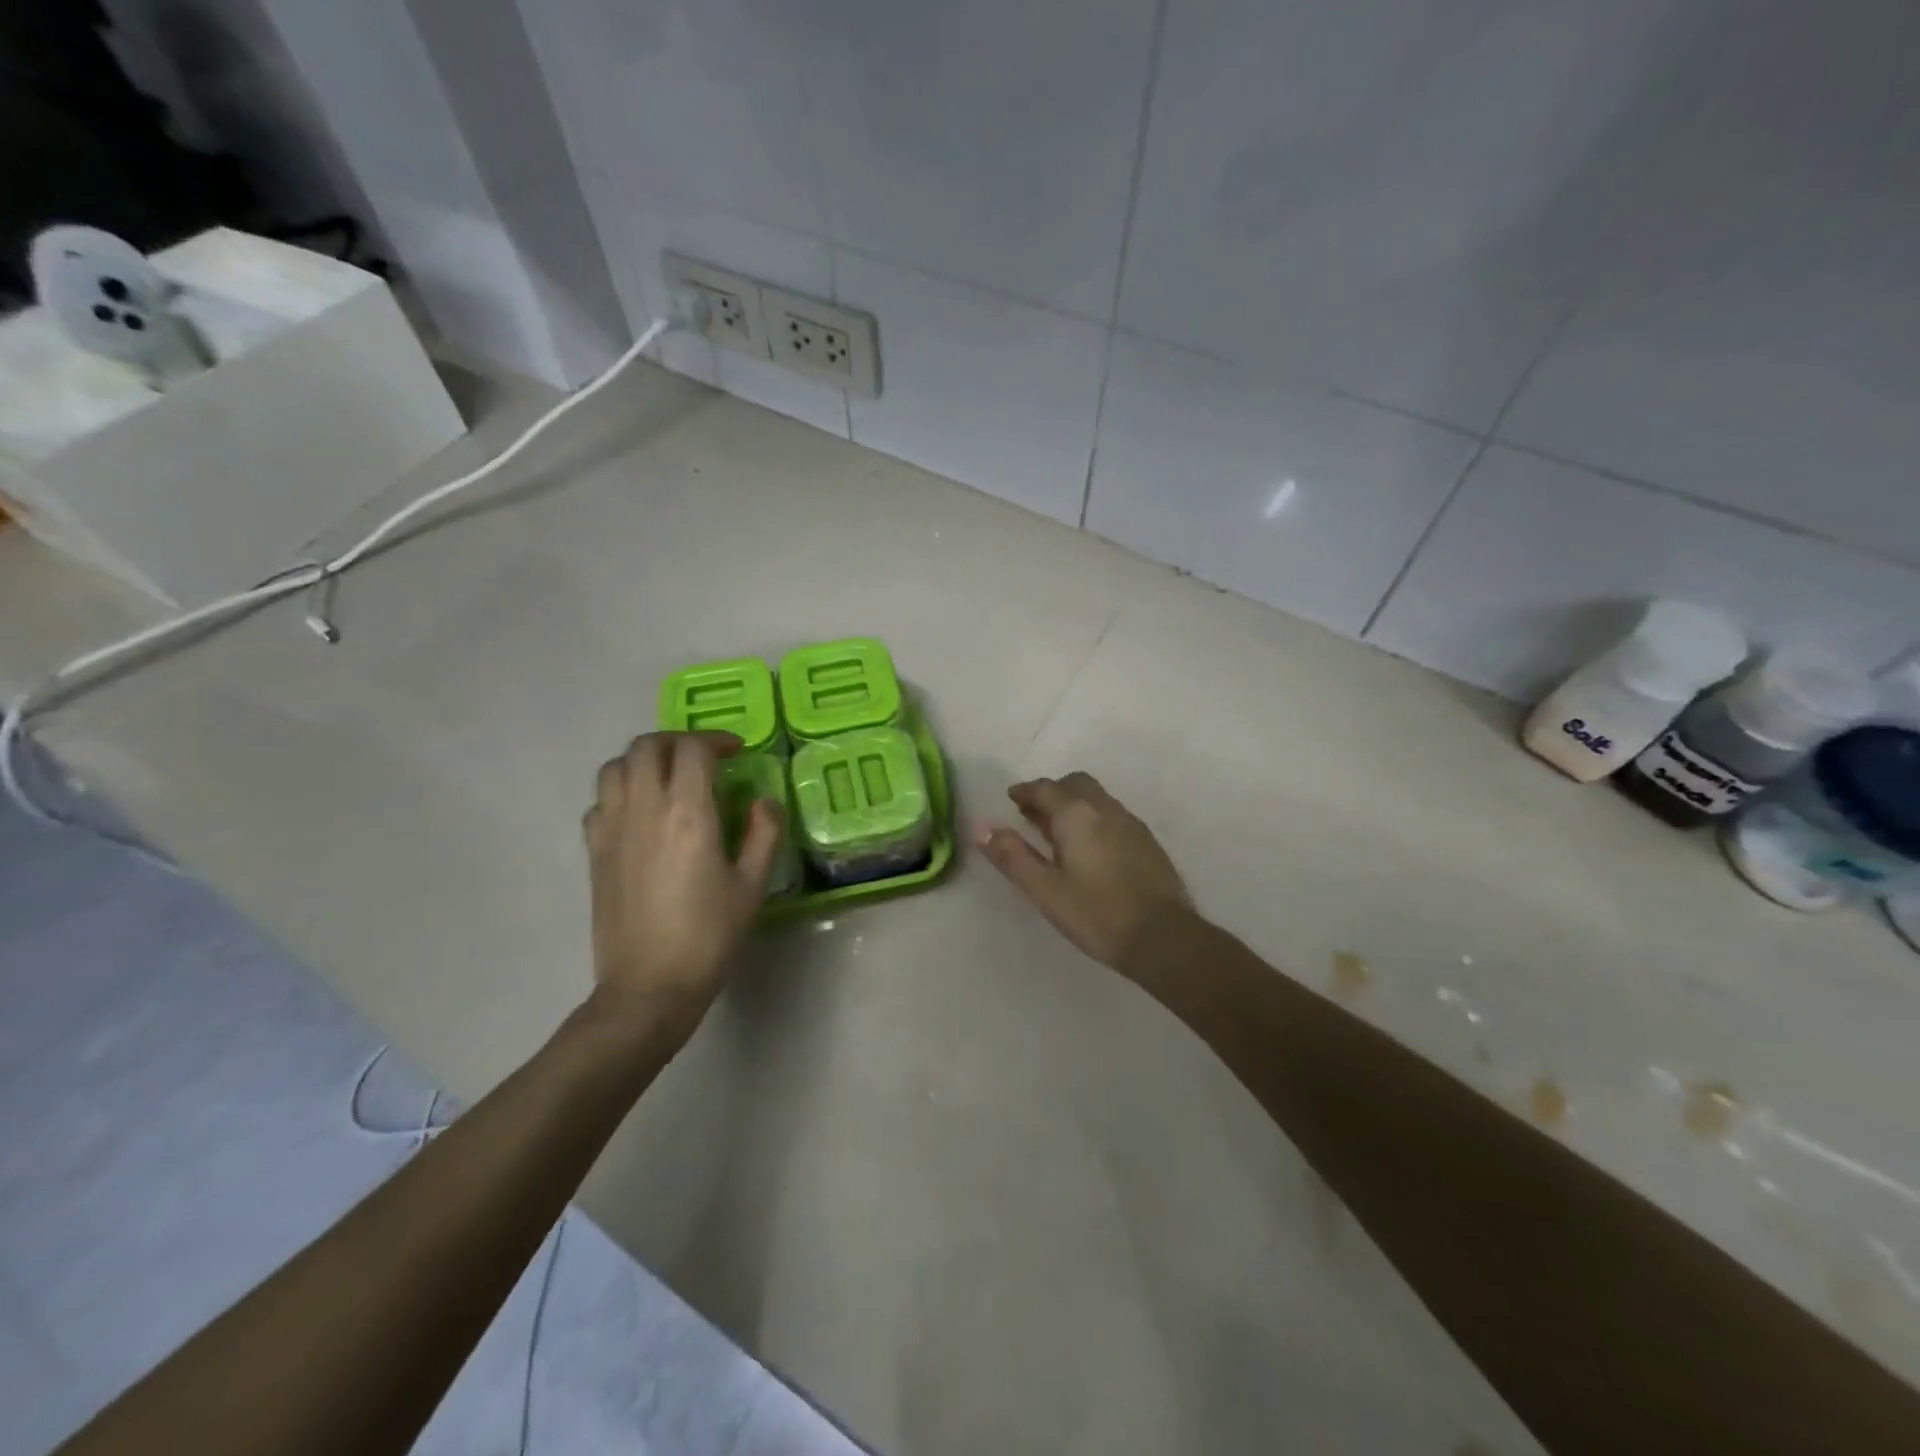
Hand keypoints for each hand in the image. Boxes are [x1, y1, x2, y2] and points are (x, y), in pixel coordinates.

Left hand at [583, 732, 781, 1035]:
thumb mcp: (751, 886)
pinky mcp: (593, 850)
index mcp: (687, 813)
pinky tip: (641, 813)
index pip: (693, 748)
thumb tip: (764, 800)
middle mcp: (644, 809)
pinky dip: (621, 791)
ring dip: (644, 760)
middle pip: (647, 745)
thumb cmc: (708, 937)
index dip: (716, 739)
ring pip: (616, 766)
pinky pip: (600, 800)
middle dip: (677, 741)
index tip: (735, 751)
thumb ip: (763, 834)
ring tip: (669, 778)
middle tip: (702, 758)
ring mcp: (611, 828)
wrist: (648, 986)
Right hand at [977, 772, 1192, 972]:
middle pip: (1074, 784)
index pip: (1045, 788)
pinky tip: (1090, 848)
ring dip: (1073, 804)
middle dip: (1051, 792)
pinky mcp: (1147, 841)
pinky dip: (1093, 818)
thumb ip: (1012, 856)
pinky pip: (1112, 815)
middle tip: (1033, 812)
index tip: (1012, 798)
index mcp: (1077, 814)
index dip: (1025, 791)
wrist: (1163, 937)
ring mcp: (1130, 823)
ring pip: (1096, 798)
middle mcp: (1105, 808)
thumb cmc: (1096, 914)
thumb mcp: (1044, 889)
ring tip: (1057, 831)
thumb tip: (981, 826)